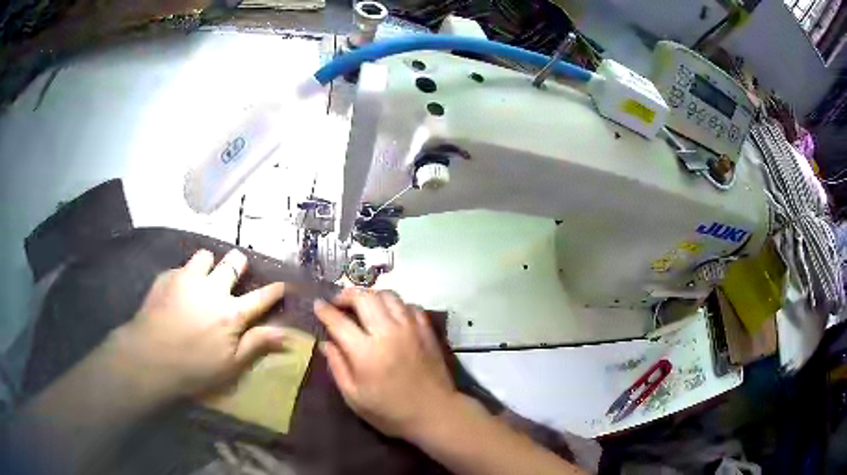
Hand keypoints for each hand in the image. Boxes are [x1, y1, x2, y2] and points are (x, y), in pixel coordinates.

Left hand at [113, 249, 288, 398]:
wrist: (149, 357)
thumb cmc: (194, 368)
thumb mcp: (231, 365)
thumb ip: (257, 344)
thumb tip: (286, 334)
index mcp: (231, 313)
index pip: (261, 297)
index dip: (275, 290)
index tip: (283, 284)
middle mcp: (212, 289)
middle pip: (233, 263)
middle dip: (240, 264)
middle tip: (236, 274)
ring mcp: (188, 279)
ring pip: (205, 256)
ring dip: (209, 265)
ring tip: (203, 278)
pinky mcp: (167, 277)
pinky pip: (181, 267)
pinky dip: (185, 276)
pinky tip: (178, 292)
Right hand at [314, 288, 457, 439]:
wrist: (435, 413)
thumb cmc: (390, 411)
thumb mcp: (354, 397)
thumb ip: (338, 366)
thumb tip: (326, 343)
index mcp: (365, 351)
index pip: (339, 321)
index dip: (324, 310)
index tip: (317, 305)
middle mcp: (388, 332)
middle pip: (364, 297)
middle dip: (346, 295)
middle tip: (338, 303)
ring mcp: (410, 328)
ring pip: (388, 295)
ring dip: (371, 296)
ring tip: (363, 307)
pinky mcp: (426, 329)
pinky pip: (409, 305)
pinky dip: (395, 305)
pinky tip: (390, 316)